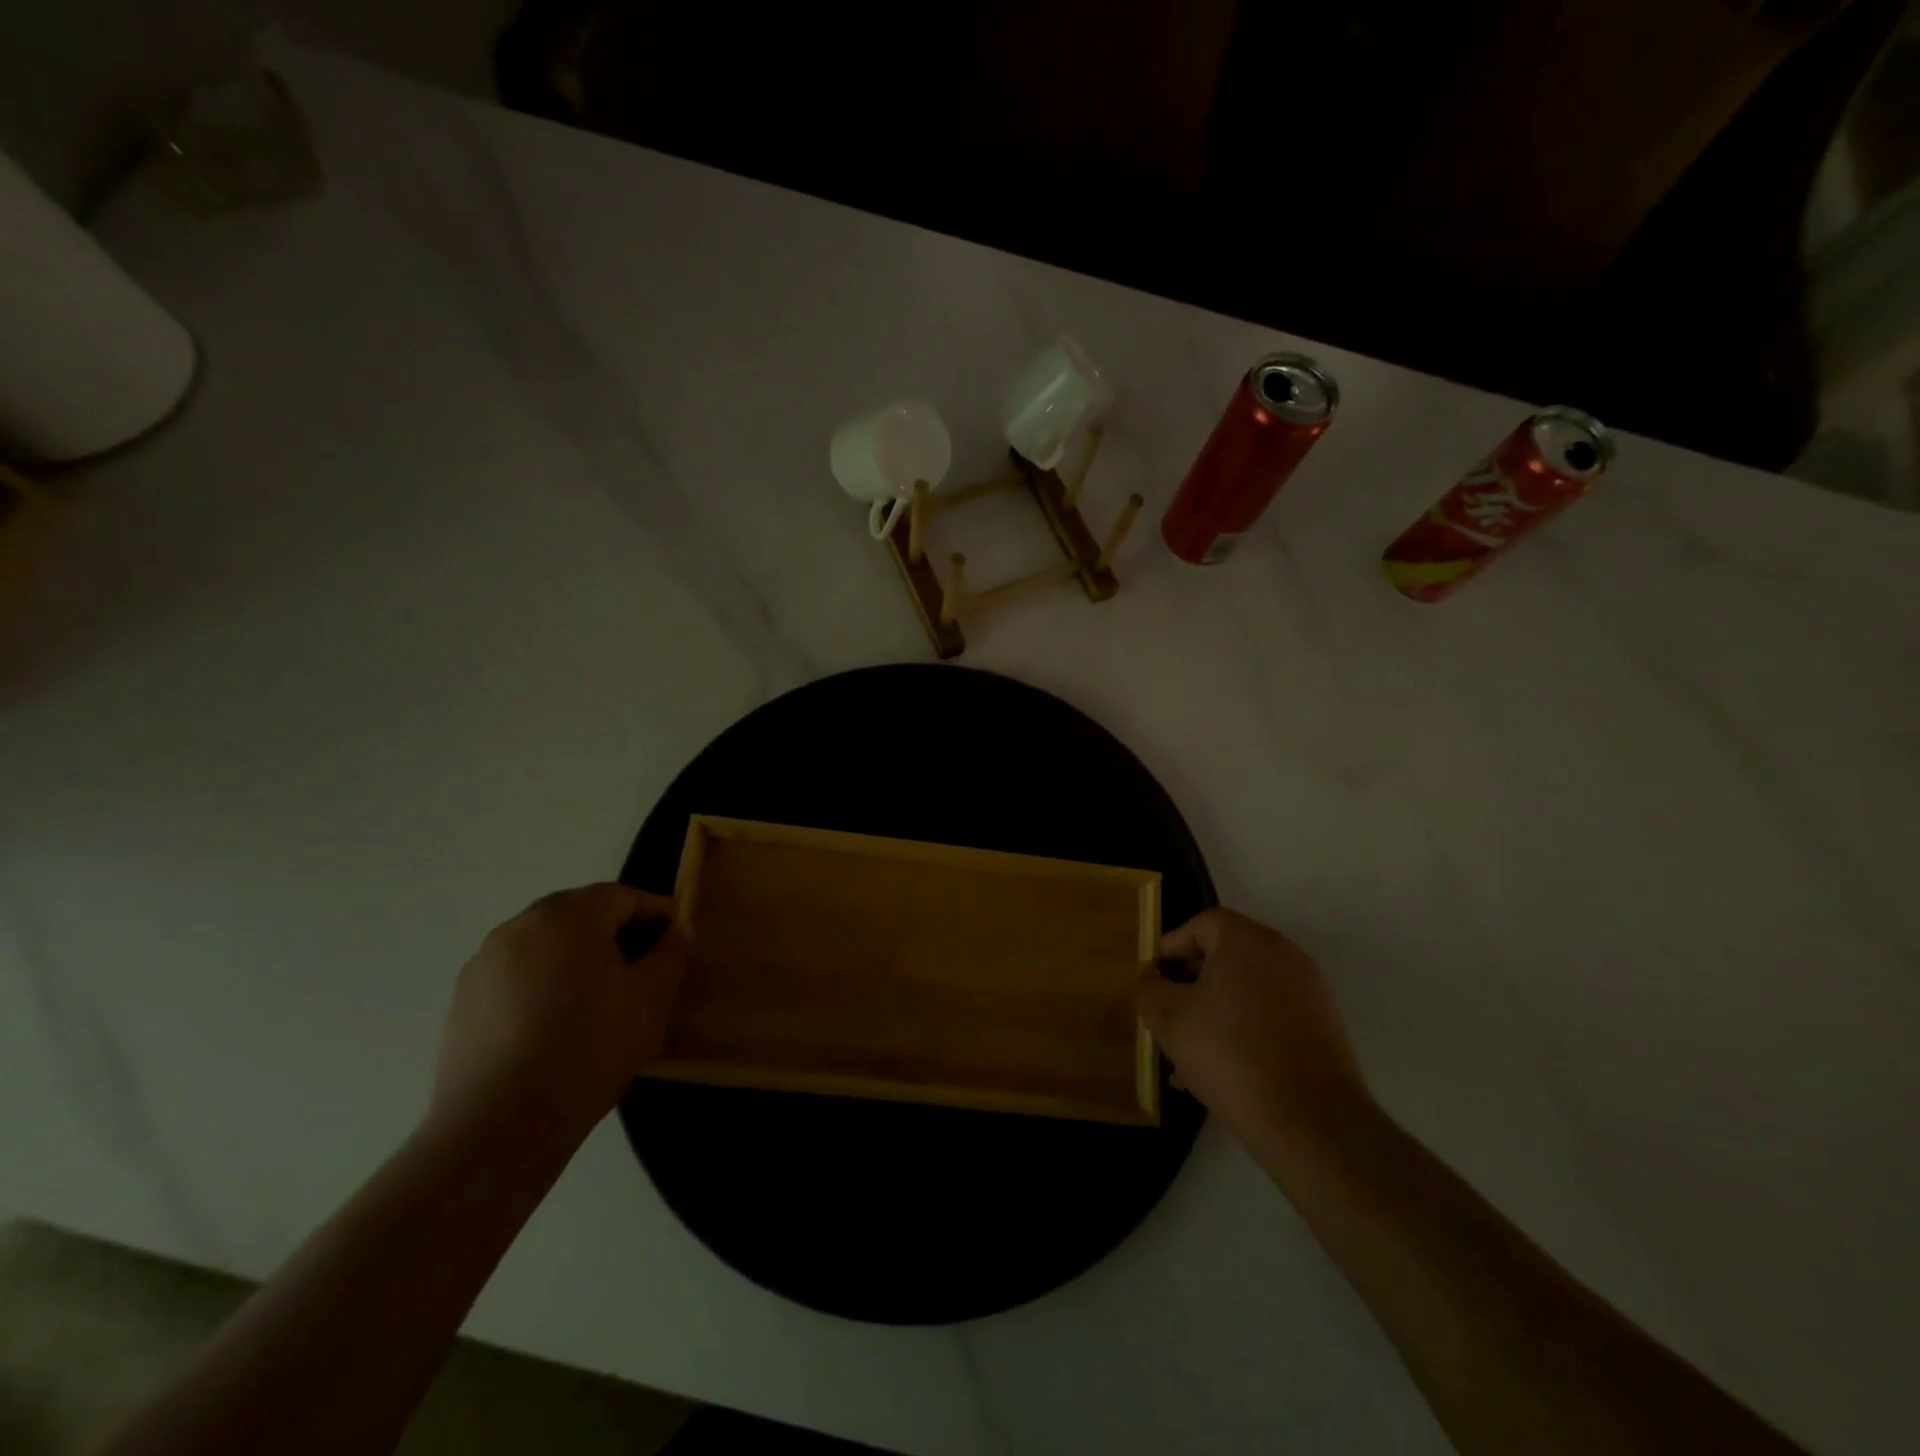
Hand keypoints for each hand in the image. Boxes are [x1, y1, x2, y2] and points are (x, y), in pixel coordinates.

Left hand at [430, 883, 685, 1141]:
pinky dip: (544, 984)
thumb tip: (673, 932)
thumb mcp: (652, 997)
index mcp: (569, 915)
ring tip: (599, 1000)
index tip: (676, 943)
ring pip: (547, 944)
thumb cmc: (589, 1047)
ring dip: (578, 958)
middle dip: (616, 933)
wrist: (499, 1125)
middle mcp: (521, 925)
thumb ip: (671, 952)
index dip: (657, 914)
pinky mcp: (463, 999)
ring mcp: (485, 961)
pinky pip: (518, 974)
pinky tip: (556, 1025)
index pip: (624, 896)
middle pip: (582, 914)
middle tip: (641, 970)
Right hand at [1138, 909, 1373, 1176]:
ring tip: (1191, 1053)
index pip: (1201, 924)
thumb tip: (1150, 976)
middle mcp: (1284, 954)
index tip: (1153, 981)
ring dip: (1216, 1011)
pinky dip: (1246, 1029)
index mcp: (1247, 941)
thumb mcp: (1170, 1020)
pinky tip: (1227, 1070)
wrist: (1313, 1124)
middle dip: (1190, 983)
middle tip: (1168, 1015)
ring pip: (1247, 989)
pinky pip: (1272, 1014)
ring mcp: (1310, 990)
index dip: (1171, 947)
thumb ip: (1149, 989)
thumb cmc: (1231, 1056)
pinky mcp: (1325, 1026)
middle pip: (1225, 955)